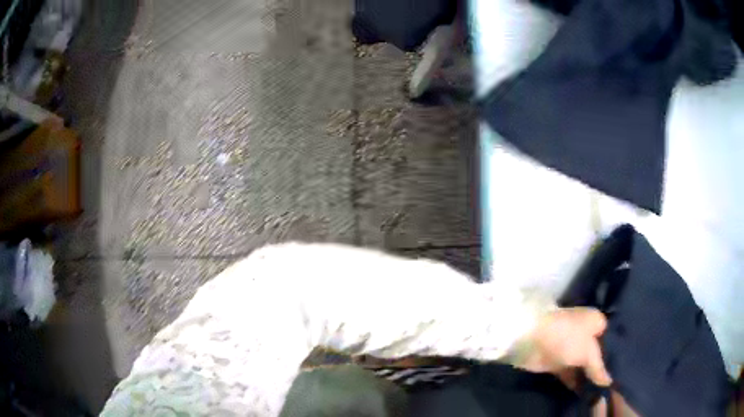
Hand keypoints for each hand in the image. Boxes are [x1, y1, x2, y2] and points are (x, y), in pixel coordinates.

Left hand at [522, 307, 611, 386]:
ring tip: (602, 394)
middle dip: (602, 368)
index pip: (610, 339)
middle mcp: (584, 333)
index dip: (615, 354)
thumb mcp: (589, 352)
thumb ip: (598, 368)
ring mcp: (569, 348)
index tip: (622, 369)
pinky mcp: (556, 362)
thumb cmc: (567, 337)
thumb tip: (607, 382)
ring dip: (589, 378)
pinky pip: (570, 374)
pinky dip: (576, 383)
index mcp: (595, 322)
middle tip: (613, 386)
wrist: (530, 339)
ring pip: (583, 365)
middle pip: (597, 354)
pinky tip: (585, 394)